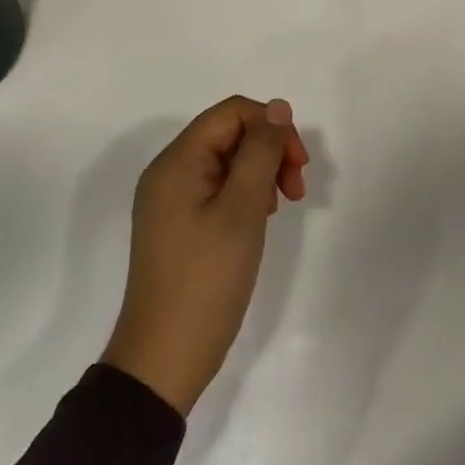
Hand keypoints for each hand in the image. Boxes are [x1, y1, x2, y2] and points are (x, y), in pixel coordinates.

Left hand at [103, 97, 308, 415]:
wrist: (165, 357)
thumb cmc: (207, 279)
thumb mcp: (242, 209)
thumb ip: (261, 152)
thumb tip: (278, 107)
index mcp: (177, 161)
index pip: (233, 112)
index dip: (272, 127)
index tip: (299, 166)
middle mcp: (170, 172)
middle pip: (230, 133)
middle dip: (270, 151)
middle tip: (296, 191)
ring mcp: (172, 199)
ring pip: (228, 161)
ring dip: (261, 173)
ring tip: (277, 209)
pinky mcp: (180, 223)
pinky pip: (218, 187)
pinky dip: (246, 194)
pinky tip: (258, 220)